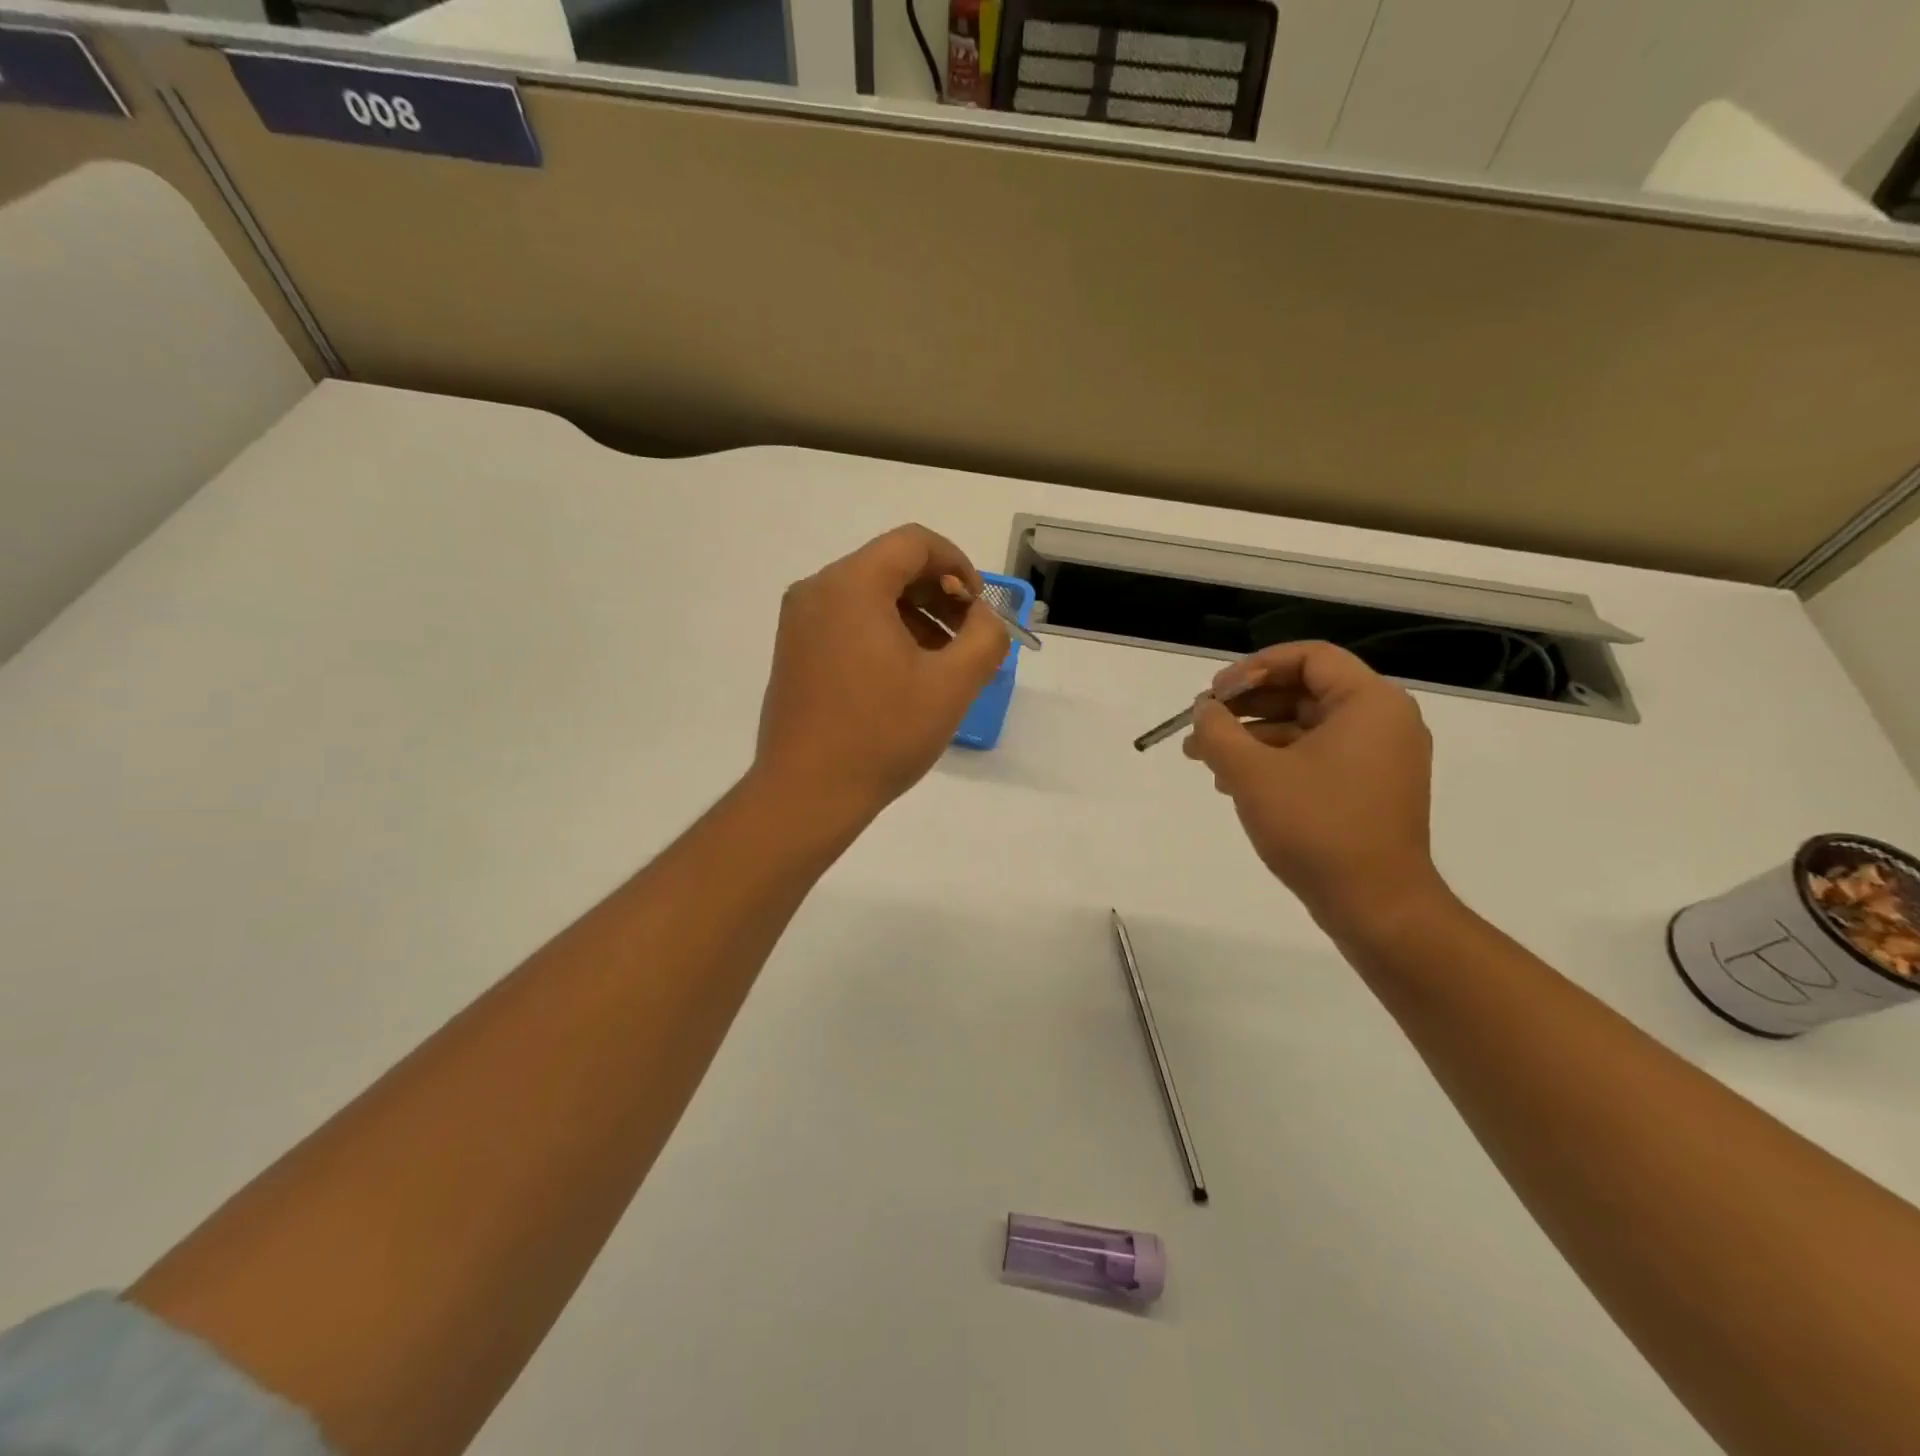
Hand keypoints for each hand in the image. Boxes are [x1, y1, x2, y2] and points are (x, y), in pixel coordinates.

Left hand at [752, 524, 1008, 823]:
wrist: (807, 793)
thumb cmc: (882, 735)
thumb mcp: (952, 686)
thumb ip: (985, 637)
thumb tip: (983, 617)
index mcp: (851, 585)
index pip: (914, 543)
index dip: (957, 564)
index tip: (978, 607)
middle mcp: (817, 590)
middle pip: (890, 565)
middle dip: (937, 593)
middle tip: (967, 636)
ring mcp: (799, 621)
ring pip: (869, 594)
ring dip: (914, 615)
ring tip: (941, 662)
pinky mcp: (793, 650)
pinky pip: (847, 620)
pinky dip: (883, 631)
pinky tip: (904, 675)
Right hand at [1183, 642, 1442, 932]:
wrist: (1376, 906)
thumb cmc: (1316, 827)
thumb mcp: (1252, 773)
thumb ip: (1218, 731)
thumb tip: (1204, 711)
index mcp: (1369, 703)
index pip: (1309, 657)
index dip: (1254, 668)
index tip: (1215, 694)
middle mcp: (1383, 721)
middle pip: (1304, 691)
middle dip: (1246, 706)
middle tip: (1202, 724)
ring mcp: (1380, 758)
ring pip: (1305, 727)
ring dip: (1252, 736)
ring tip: (1204, 758)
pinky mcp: (1370, 789)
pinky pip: (1316, 757)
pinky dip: (1275, 761)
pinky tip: (1233, 783)